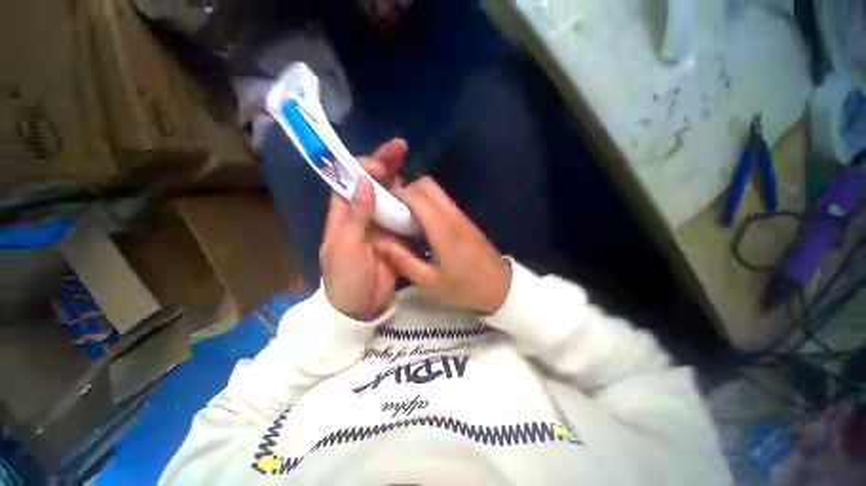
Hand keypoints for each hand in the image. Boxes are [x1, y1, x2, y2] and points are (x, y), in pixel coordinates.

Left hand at [320, 138, 406, 320]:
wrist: (360, 307)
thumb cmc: (346, 279)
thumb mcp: (346, 247)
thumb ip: (356, 215)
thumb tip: (365, 181)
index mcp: (343, 215)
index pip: (349, 181)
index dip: (363, 167)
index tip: (381, 160)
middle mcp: (361, 215)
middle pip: (373, 185)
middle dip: (385, 165)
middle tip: (401, 147)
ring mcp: (380, 226)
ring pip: (390, 198)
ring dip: (400, 183)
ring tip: (414, 167)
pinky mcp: (395, 237)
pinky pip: (403, 217)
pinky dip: (410, 206)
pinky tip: (421, 196)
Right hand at [373, 177, 511, 313]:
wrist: (502, 288)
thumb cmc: (464, 288)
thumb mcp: (429, 282)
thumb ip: (402, 259)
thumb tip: (378, 242)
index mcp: (442, 229)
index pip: (416, 196)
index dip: (396, 194)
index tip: (382, 205)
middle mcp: (452, 215)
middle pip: (427, 184)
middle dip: (407, 190)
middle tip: (394, 210)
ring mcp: (461, 215)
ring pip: (436, 191)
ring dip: (417, 197)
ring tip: (405, 218)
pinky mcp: (465, 220)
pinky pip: (443, 202)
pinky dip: (428, 204)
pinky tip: (422, 225)